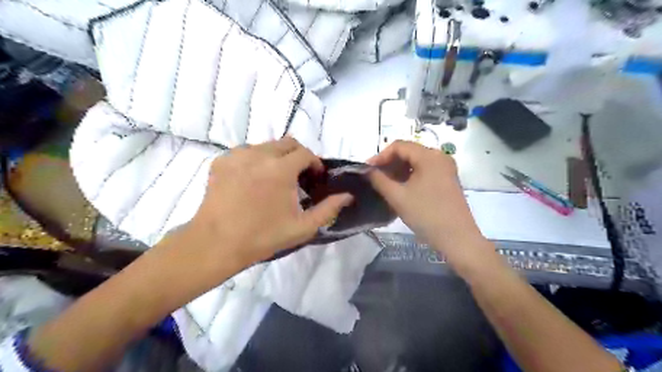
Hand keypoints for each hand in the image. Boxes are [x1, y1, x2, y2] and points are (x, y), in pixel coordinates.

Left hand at [178, 137, 351, 264]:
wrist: (216, 244)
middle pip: (287, 143)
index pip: (305, 153)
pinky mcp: (221, 161)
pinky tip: (253, 180)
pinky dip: (255, 161)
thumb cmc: (263, 236)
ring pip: (266, 146)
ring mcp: (237, 155)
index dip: (315, 164)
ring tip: (275, 180)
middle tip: (298, 177)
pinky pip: (246, 152)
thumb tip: (347, 196)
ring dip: (277, 158)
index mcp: (281, 169)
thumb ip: (328, 209)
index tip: (315, 178)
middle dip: (298, 156)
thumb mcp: (302, 227)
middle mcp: (259, 154)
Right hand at [367, 139, 484, 261]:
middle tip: (375, 177)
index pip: (399, 146)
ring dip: (399, 170)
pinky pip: (425, 170)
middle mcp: (440, 157)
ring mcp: (446, 168)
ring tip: (386, 184)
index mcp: (429, 156)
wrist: (457, 238)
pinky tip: (402, 188)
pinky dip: (411, 176)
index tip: (368, 170)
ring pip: (417, 162)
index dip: (380, 156)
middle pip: (409, 152)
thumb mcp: (397, 197)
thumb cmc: (426, 215)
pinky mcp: (448, 180)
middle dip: (389, 163)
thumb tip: (367, 170)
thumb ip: (379, 180)